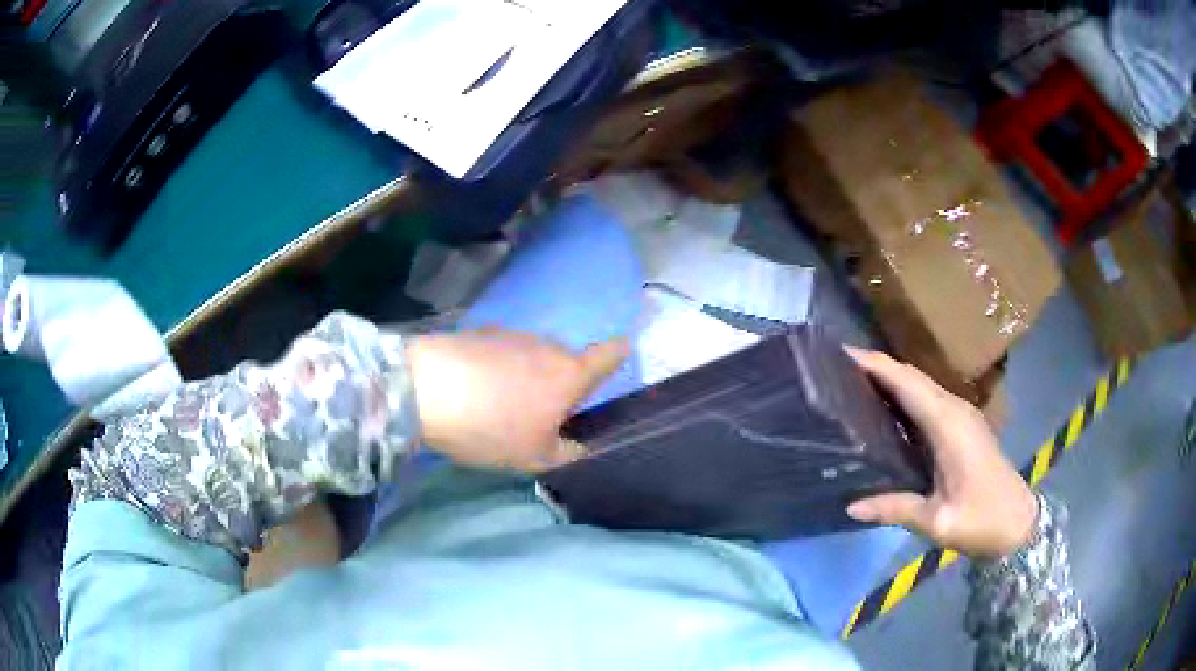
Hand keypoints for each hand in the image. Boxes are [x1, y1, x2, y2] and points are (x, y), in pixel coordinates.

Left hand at [406, 329, 628, 472]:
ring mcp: (512, 335)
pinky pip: (501, 353)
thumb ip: (565, 452)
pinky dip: (498, 369)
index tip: (622, 352)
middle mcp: (547, 347)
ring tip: (500, 406)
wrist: (425, 390)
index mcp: (569, 375)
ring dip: (526, 376)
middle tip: (539, 415)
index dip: (618, 354)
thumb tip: (578, 445)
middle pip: (565, 362)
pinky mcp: (480, 333)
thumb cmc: (491, 427)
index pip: (608, 356)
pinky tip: (476, 390)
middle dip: (559, 383)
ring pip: (531, 357)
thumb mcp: (533, 457)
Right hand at [844, 348, 1037, 558]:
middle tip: (834, 370)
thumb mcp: (938, 521)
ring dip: (889, 379)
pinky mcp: (962, 426)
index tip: (839, 353)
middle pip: (911, 375)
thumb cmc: (982, 520)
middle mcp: (954, 409)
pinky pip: (927, 399)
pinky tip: (884, 410)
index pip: (906, 382)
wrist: (1018, 522)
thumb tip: (851, 505)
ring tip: (851, 385)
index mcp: (948, 424)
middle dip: (875, 366)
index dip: (874, 364)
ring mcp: (961, 415)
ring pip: (920, 385)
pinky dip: (903, 395)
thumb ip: (896, 509)